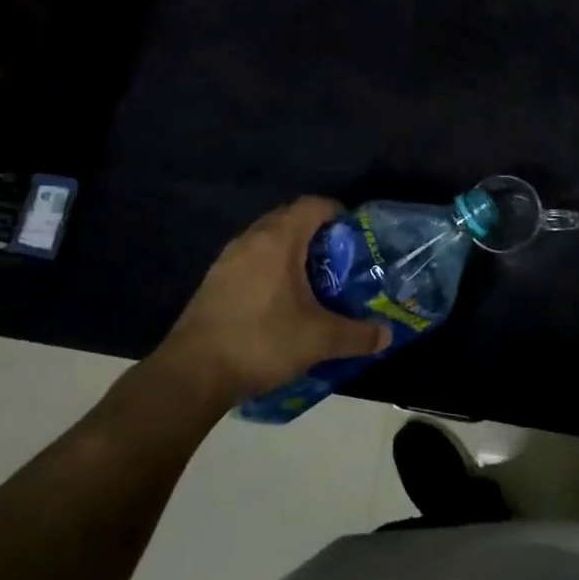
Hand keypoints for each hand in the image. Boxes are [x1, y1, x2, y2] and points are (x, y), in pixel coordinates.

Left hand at [148, 198, 390, 407]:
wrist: (191, 374)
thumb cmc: (261, 342)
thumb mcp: (319, 340)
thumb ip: (357, 335)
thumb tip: (386, 335)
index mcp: (278, 240)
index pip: (313, 205)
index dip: (337, 213)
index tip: (354, 235)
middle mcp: (250, 240)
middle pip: (288, 217)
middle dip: (315, 232)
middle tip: (338, 259)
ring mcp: (226, 260)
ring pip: (266, 239)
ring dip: (289, 251)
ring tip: (312, 280)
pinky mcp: (213, 282)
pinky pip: (249, 260)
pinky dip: (268, 268)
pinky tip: (279, 301)